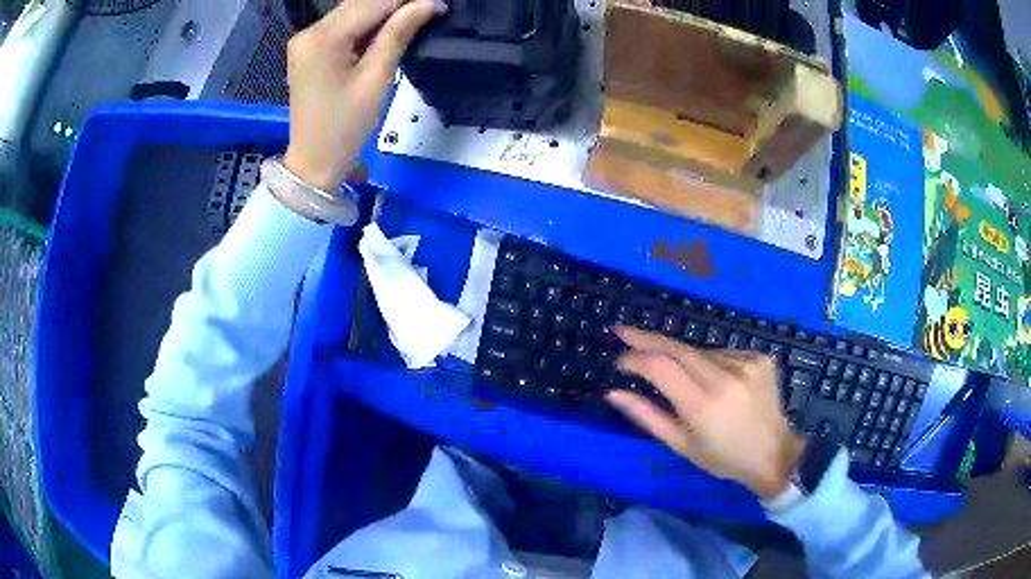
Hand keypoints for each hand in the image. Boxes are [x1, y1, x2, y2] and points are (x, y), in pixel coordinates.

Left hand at [283, 0, 444, 191]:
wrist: (313, 162)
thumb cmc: (345, 127)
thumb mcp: (376, 79)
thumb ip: (398, 35)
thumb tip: (429, 4)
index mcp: (322, 38)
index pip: (372, 3)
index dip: (408, 0)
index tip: (439, 3)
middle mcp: (309, 32)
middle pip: (360, 3)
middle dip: (396, 3)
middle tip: (430, 9)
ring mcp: (306, 40)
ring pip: (353, 11)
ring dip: (384, 11)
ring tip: (416, 16)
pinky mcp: (309, 49)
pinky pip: (343, 26)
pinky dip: (367, 24)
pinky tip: (390, 27)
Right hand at [607, 326, 806, 499]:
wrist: (773, 453)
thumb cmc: (722, 457)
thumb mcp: (681, 445)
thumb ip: (646, 416)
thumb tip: (612, 392)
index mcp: (702, 406)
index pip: (660, 367)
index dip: (635, 357)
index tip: (619, 358)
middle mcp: (724, 378)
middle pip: (677, 348)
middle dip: (647, 338)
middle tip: (623, 331)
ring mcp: (746, 364)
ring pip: (700, 351)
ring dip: (682, 358)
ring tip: (684, 381)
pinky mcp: (759, 357)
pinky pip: (722, 353)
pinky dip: (709, 362)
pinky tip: (715, 381)